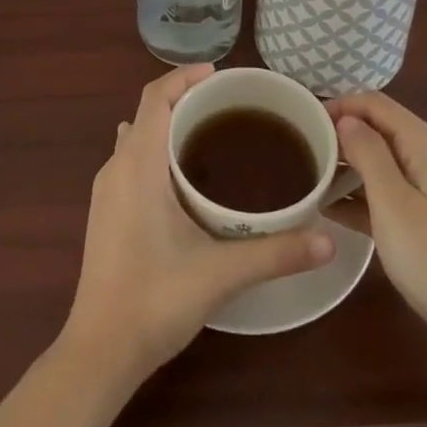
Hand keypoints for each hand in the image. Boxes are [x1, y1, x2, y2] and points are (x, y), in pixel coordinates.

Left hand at [62, 65, 334, 381]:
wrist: (99, 352)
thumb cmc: (154, 300)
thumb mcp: (220, 274)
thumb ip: (275, 254)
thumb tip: (328, 241)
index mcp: (138, 164)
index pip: (156, 96)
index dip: (184, 77)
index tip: (219, 75)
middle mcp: (117, 166)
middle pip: (147, 112)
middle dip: (184, 100)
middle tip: (228, 107)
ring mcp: (106, 191)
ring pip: (137, 137)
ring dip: (167, 126)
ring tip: (209, 136)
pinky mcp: (105, 212)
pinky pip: (131, 160)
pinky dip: (155, 151)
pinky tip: (184, 181)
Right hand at [328, 93, 426, 367]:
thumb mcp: (391, 201)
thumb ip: (367, 152)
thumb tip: (347, 120)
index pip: (375, 103)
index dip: (340, 105)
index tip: (305, 121)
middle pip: (382, 130)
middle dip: (343, 135)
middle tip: (305, 151)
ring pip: (386, 163)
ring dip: (351, 168)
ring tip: (313, 180)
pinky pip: (394, 194)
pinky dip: (366, 196)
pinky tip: (335, 212)